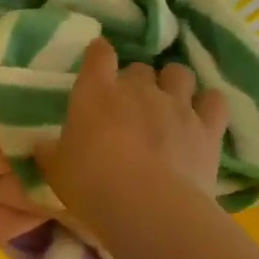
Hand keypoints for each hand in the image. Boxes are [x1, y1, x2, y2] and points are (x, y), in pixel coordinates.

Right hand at [36, 37, 228, 217]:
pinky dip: (208, 103)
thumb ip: (50, 150)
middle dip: (135, 79)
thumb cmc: (90, 182)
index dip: (98, 53)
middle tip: (129, 100)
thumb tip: (43, 145)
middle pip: (140, 67)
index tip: (97, 57)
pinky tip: (203, 113)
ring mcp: (177, 106)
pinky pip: (215, 101)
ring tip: (169, 100)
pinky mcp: (208, 128)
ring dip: (173, 83)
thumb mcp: (55, 168)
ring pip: (179, 74)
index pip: (98, 54)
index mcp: (95, 92)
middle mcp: (138, 89)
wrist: (148, 206)